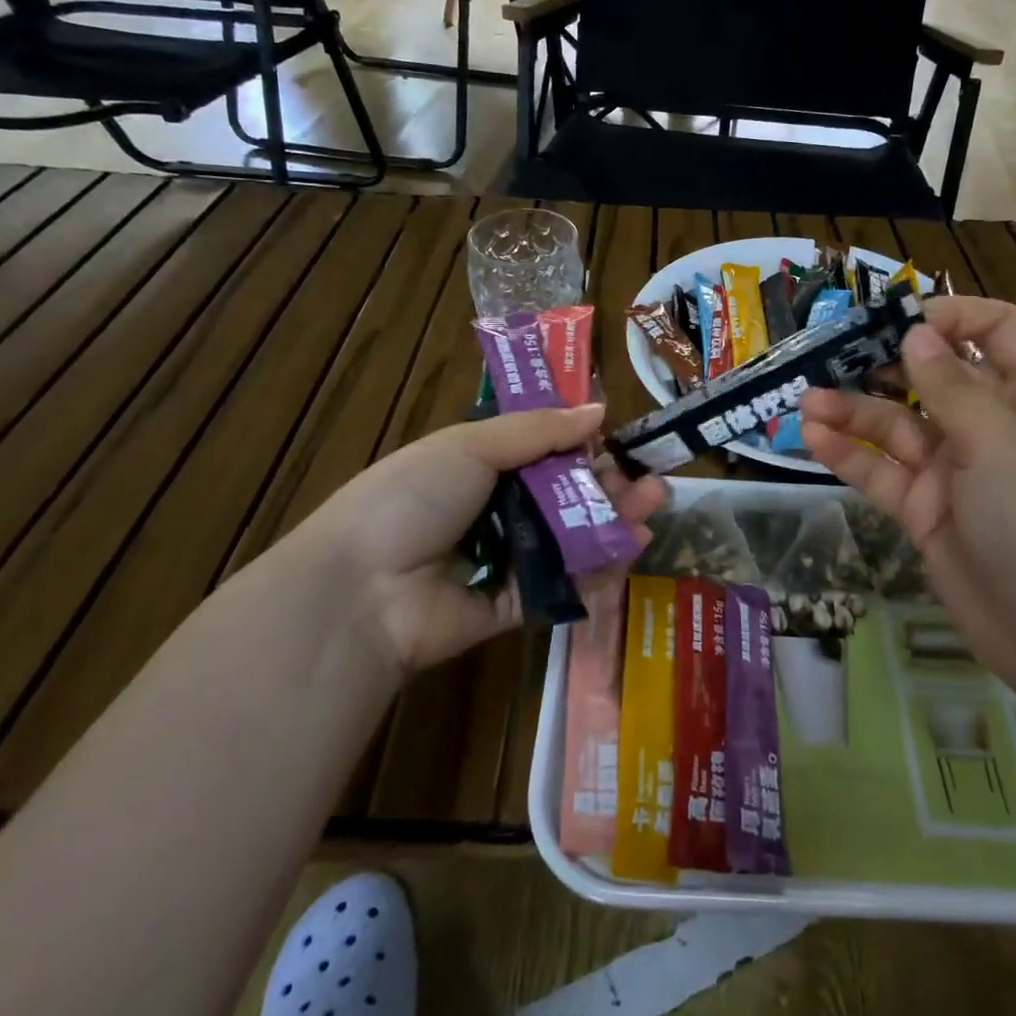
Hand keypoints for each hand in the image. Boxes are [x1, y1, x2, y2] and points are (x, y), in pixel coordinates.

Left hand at [296, 403, 666, 676]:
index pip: (545, 451)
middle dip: (610, 486)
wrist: (362, 589)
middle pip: (567, 495)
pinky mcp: (515, 605)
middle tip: (650, 481)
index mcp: (481, 465)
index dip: (584, 445)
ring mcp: (507, 560)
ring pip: (573, 538)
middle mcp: (497, 510)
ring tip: (652, 508)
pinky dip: (597, 569)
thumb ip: (539, 430)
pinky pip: (563, 584)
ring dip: (614, 522)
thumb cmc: (413, 498)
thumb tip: (598, 409)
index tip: (620, 441)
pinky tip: (630, 549)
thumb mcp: (471, 446)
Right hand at [799, 297, 1015, 700]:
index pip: (998, 333)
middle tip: (832, 353)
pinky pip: (883, 474)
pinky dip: (849, 455)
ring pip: (898, 427)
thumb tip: (917, 333)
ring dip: (853, 410)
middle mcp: (993, 429)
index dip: (953, 316)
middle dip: (886, 363)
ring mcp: (957, 473)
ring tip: (806, 400)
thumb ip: (953, 388)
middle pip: (935, 378)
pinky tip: (813, 437)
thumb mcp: (1003, 445)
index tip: (900, 318)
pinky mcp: (927, 513)